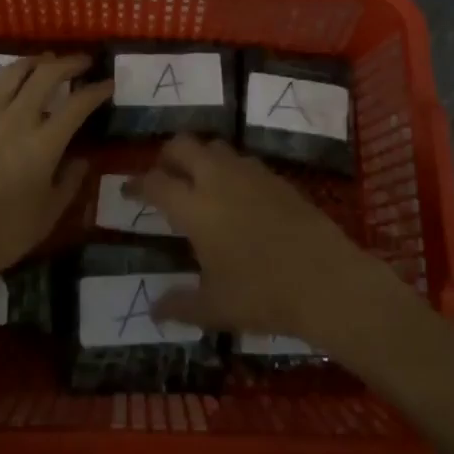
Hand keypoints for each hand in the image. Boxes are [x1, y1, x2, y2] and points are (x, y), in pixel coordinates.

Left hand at [0, 54, 111, 290]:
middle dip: (69, 63)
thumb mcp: (47, 215)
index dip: (97, 90)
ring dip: (35, 61)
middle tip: (83, 62)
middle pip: (46, 74)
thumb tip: (81, 160)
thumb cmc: (2, 234)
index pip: (78, 104)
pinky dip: (4, 79)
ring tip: (46, 62)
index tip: (108, 83)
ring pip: (13, 71)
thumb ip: (68, 183)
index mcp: (44, 143)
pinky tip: (8, 84)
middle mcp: (17, 118)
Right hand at [128, 136, 386, 345]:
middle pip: (183, 145)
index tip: (128, 190)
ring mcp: (250, 173)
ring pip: (215, 146)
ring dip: (200, 156)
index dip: (137, 184)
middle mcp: (218, 179)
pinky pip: (243, 160)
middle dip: (167, 155)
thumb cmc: (263, 294)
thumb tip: (153, 308)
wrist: (326, 279)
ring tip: (198, 181)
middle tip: (163, 175)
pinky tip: (236, 193)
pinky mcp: (276, 177)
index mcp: (195, 208)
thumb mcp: (215, 308)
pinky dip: (229, 168)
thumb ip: (180, 305)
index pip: (156, 183)